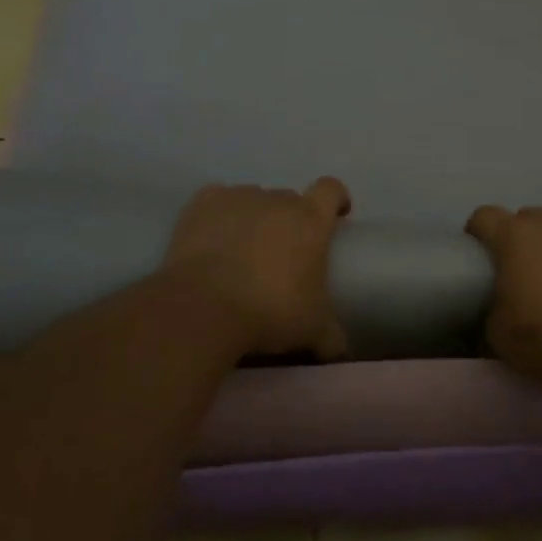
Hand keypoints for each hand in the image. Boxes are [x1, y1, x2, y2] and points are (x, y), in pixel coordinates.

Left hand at [165, 178, 352, 357]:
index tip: (335, 216)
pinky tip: (212, 238)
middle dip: (289, 220)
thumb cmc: (269, 312)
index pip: (331, 190)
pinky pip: (216, 201)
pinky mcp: (201, 204)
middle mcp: (276, 200)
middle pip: (289, 199)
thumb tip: (339, 350)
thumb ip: (332, 338)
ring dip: (253, 219)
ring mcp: (237, 198)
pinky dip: (218, 215)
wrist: (203, 308)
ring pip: (252, 200)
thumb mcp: (312, 332)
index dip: (336, 199)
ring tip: (242, 251)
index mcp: (310, 220)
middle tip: (283, 254)